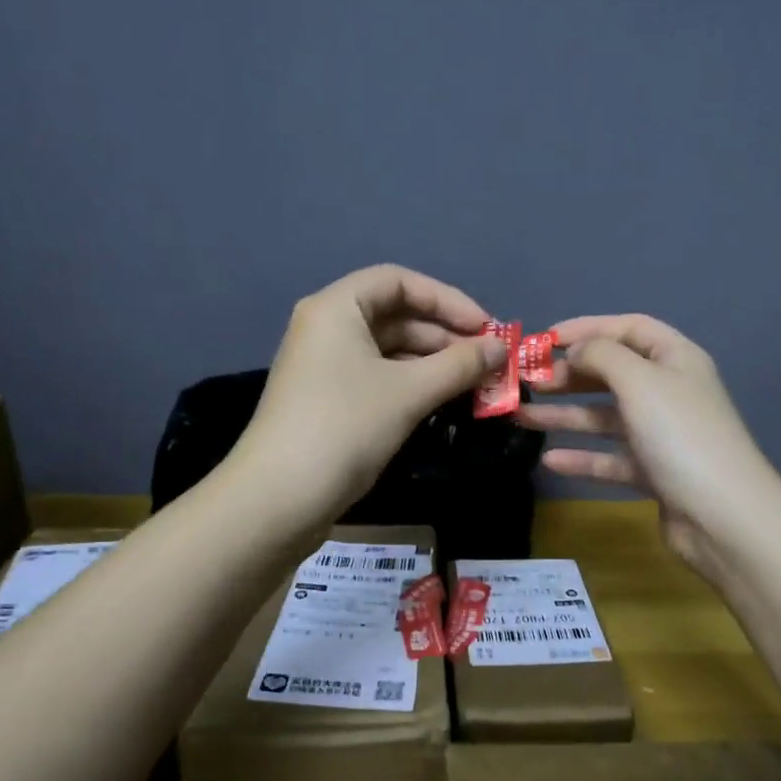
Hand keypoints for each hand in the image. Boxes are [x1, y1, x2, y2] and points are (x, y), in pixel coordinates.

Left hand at [232, 265, 505, 520]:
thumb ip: (460, 365)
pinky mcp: (329, 402)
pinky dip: (412, 385)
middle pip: (396, 316)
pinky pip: (379, 379)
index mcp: (337, 308)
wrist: (280, 498)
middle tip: (488, 363)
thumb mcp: (409, 391)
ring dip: (433, 364)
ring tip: (475, 386)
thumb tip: (501, 347)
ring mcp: (325, 367)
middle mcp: (327, 329)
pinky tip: (443, 403)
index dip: (447, 299)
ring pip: (389, 352)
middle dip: (445, 337)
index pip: (399, 281)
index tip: (485, 327)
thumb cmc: (345, 427)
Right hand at [518, 315, 780, 570]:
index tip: (544, 340)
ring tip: (521, 416)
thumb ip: (601, 355)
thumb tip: (575, 350)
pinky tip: (550, 459)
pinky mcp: (654, 472)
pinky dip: (582, 457)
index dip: (586, 328)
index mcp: (675, 359)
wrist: (723, 516)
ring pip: (605, 417)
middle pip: (612, 373)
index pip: (628, 328)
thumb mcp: (639, 381)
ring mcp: (662, 434)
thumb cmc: (680, 435)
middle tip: (527, 382)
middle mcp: (669, 392)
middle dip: (569, 375)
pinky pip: (611, 458)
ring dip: (565, 415)